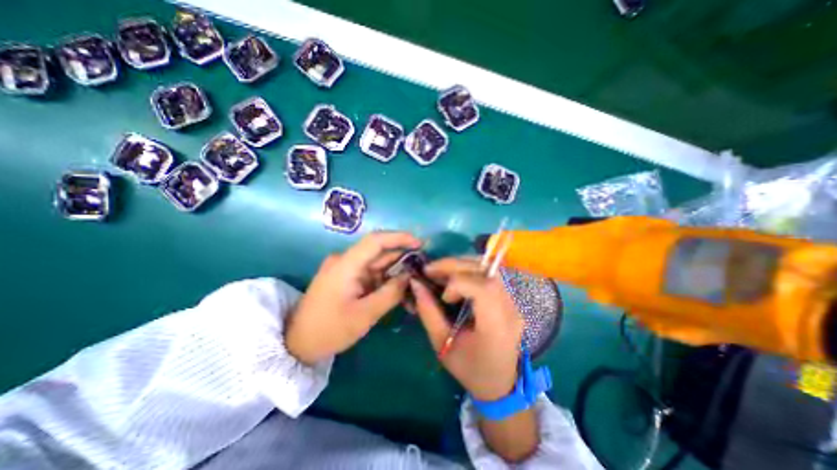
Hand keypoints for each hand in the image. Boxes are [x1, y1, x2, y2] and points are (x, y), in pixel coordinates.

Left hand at [286, 233, 422, 365]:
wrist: (297, 344)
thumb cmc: (329, 330)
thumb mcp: (365, 314)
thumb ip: (391, 293)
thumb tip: (410, 277)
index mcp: (346, 264)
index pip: (375, 241)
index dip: (399, 238)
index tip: (420, 243)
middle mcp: (346, 261)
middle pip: (379, 253)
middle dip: (403, 259)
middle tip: (424, 268)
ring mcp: (346, 270)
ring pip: (378, 265)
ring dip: (396, 273)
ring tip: (416, 283)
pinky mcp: (347, 279)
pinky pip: (371, 275)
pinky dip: (386, 282)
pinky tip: (400, 291)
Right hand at [412, 256, 521, 399]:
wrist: (500, 383)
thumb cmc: (469, 369)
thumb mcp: (442, 345)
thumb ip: (428, 312)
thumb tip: (415, 283)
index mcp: (496, 327)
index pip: (482, 289)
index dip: (458, 284)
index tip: (443, 296)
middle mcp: (510, 309)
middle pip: (486, 271)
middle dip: (455, 265)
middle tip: (431, 269)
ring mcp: (512, 302)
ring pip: (488, 268)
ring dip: (461, 264)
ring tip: (441, 271)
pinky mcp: (508, 298)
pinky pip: (488, 274)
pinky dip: (468, 270)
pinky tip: (454, 277)